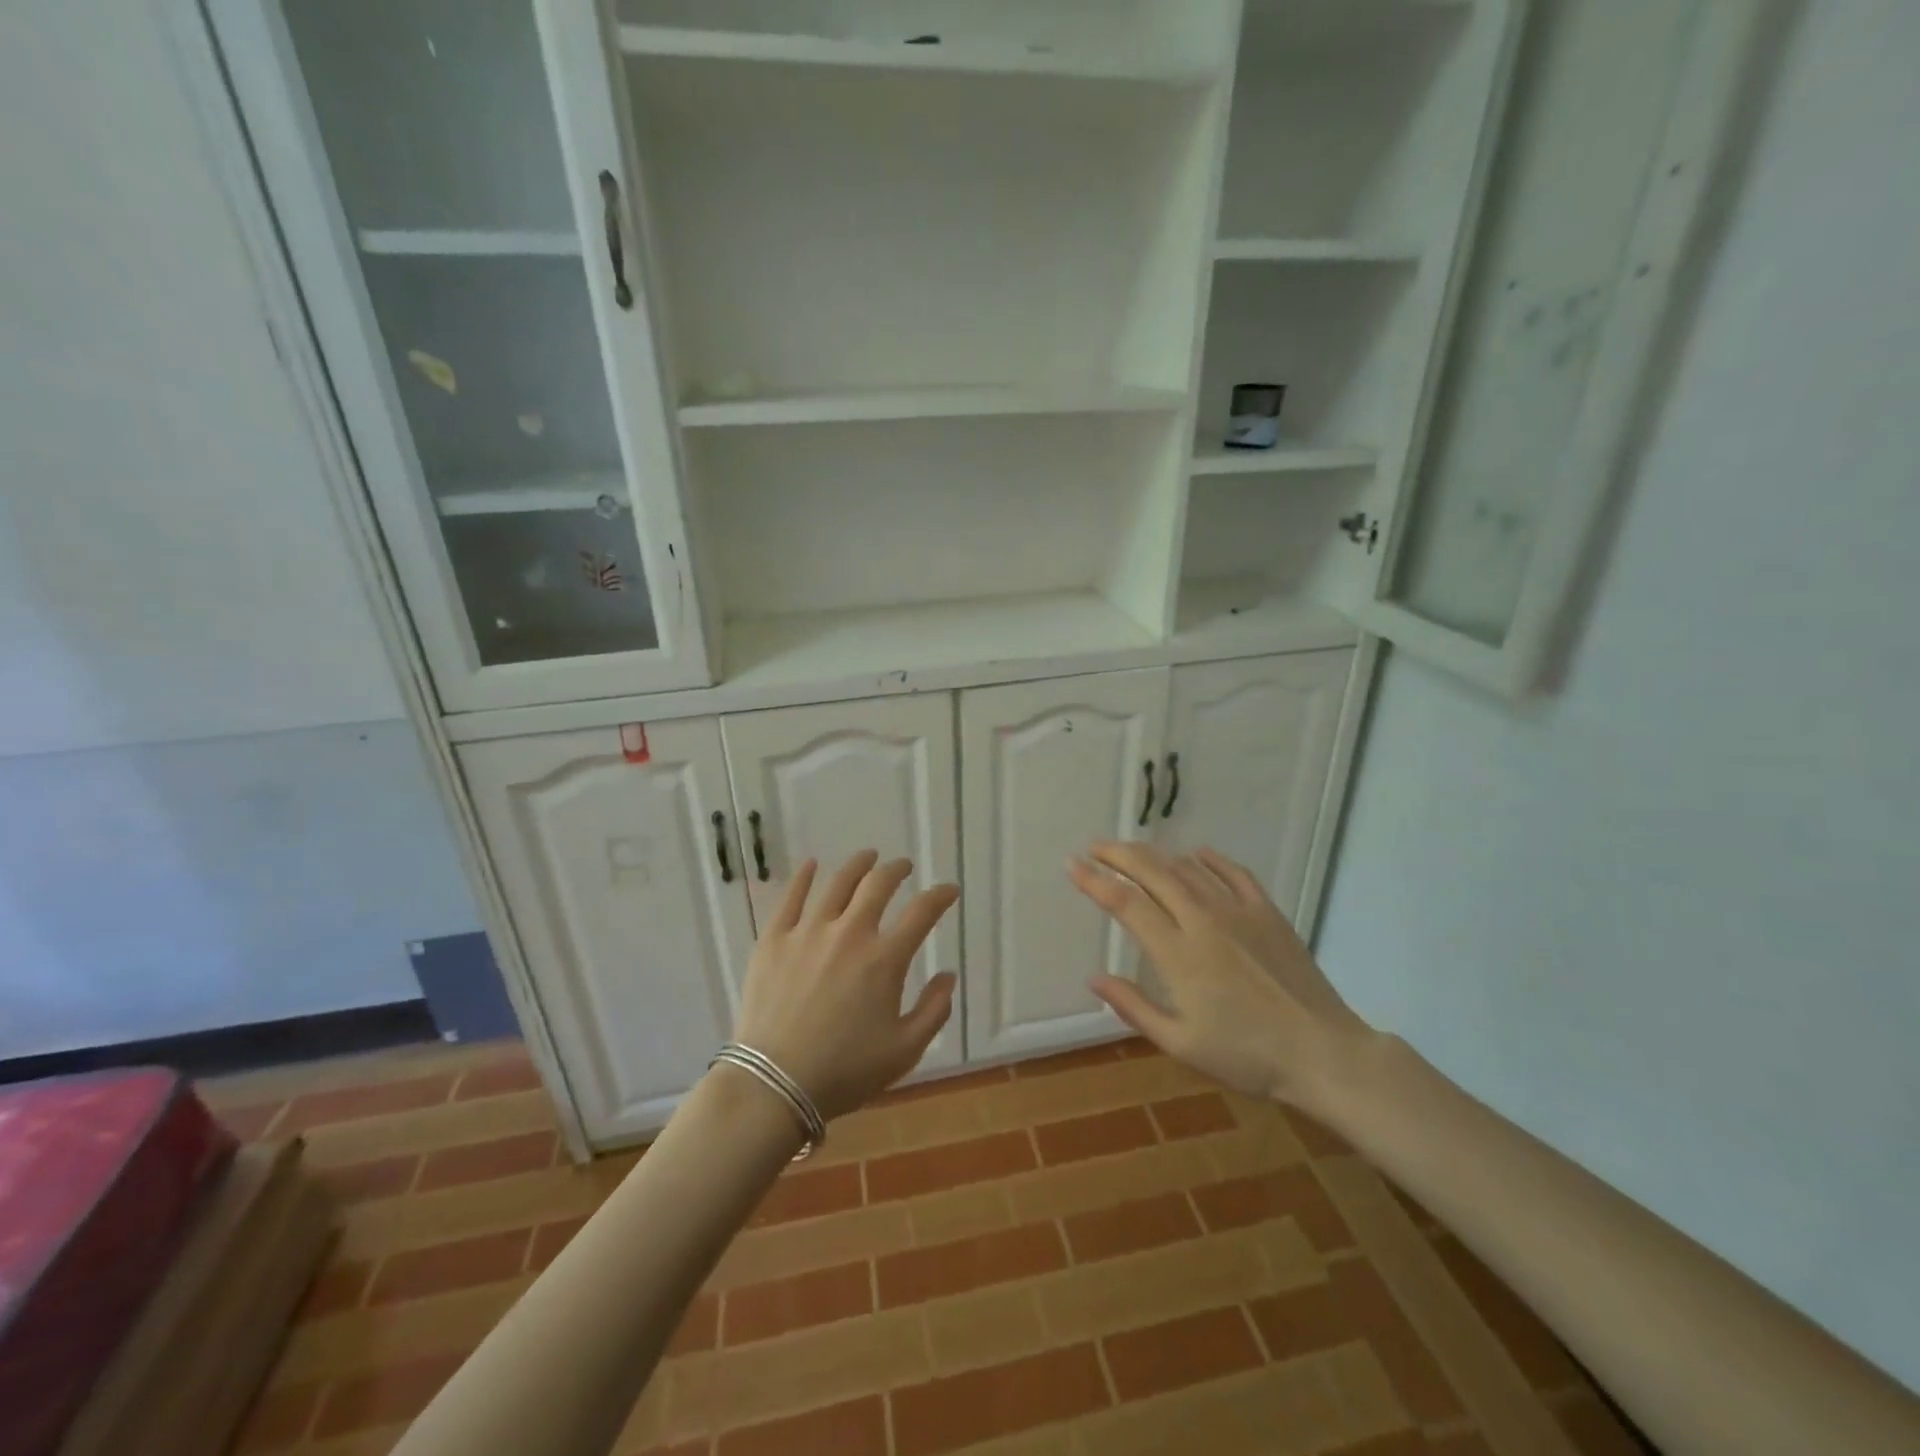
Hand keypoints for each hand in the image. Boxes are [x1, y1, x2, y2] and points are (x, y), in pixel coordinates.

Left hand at [732, 851, 958, 1120]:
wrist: (774, 1084)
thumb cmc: (845, 1072)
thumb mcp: (904, 1051)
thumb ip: (934, 1010)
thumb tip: (948, 976)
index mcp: (885, 959)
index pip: (922, 913)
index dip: (940, 896)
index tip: (948, 890)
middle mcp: (850, 933)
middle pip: (878, 885)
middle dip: (897, 870)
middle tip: (903, 866)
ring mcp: (808, 931)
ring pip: (838, 883)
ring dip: (858, 865)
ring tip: (868, 858)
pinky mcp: (774, 939)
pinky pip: (790, 897)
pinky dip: (804, 877)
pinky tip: (812, 865)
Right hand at [1067, 843, 1374, 1113]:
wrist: (1323, 1053)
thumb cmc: (1247, 1056)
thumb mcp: (1181, 1044)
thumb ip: (1134, 1007)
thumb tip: (1094, 978)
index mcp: (1178, 954)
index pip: (1126, 903)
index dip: (1095, 881)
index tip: (1072, 865)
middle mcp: (1203, 921)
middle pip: (1153, 873)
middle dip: (1118, 854)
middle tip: (1095, 846)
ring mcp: (1238, 911)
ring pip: (1188, 868)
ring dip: (1156, 855)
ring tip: (1134, 852)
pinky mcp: (1267, 912)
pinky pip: (1233, 872)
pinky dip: (1209, 859)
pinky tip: (1197, 854)